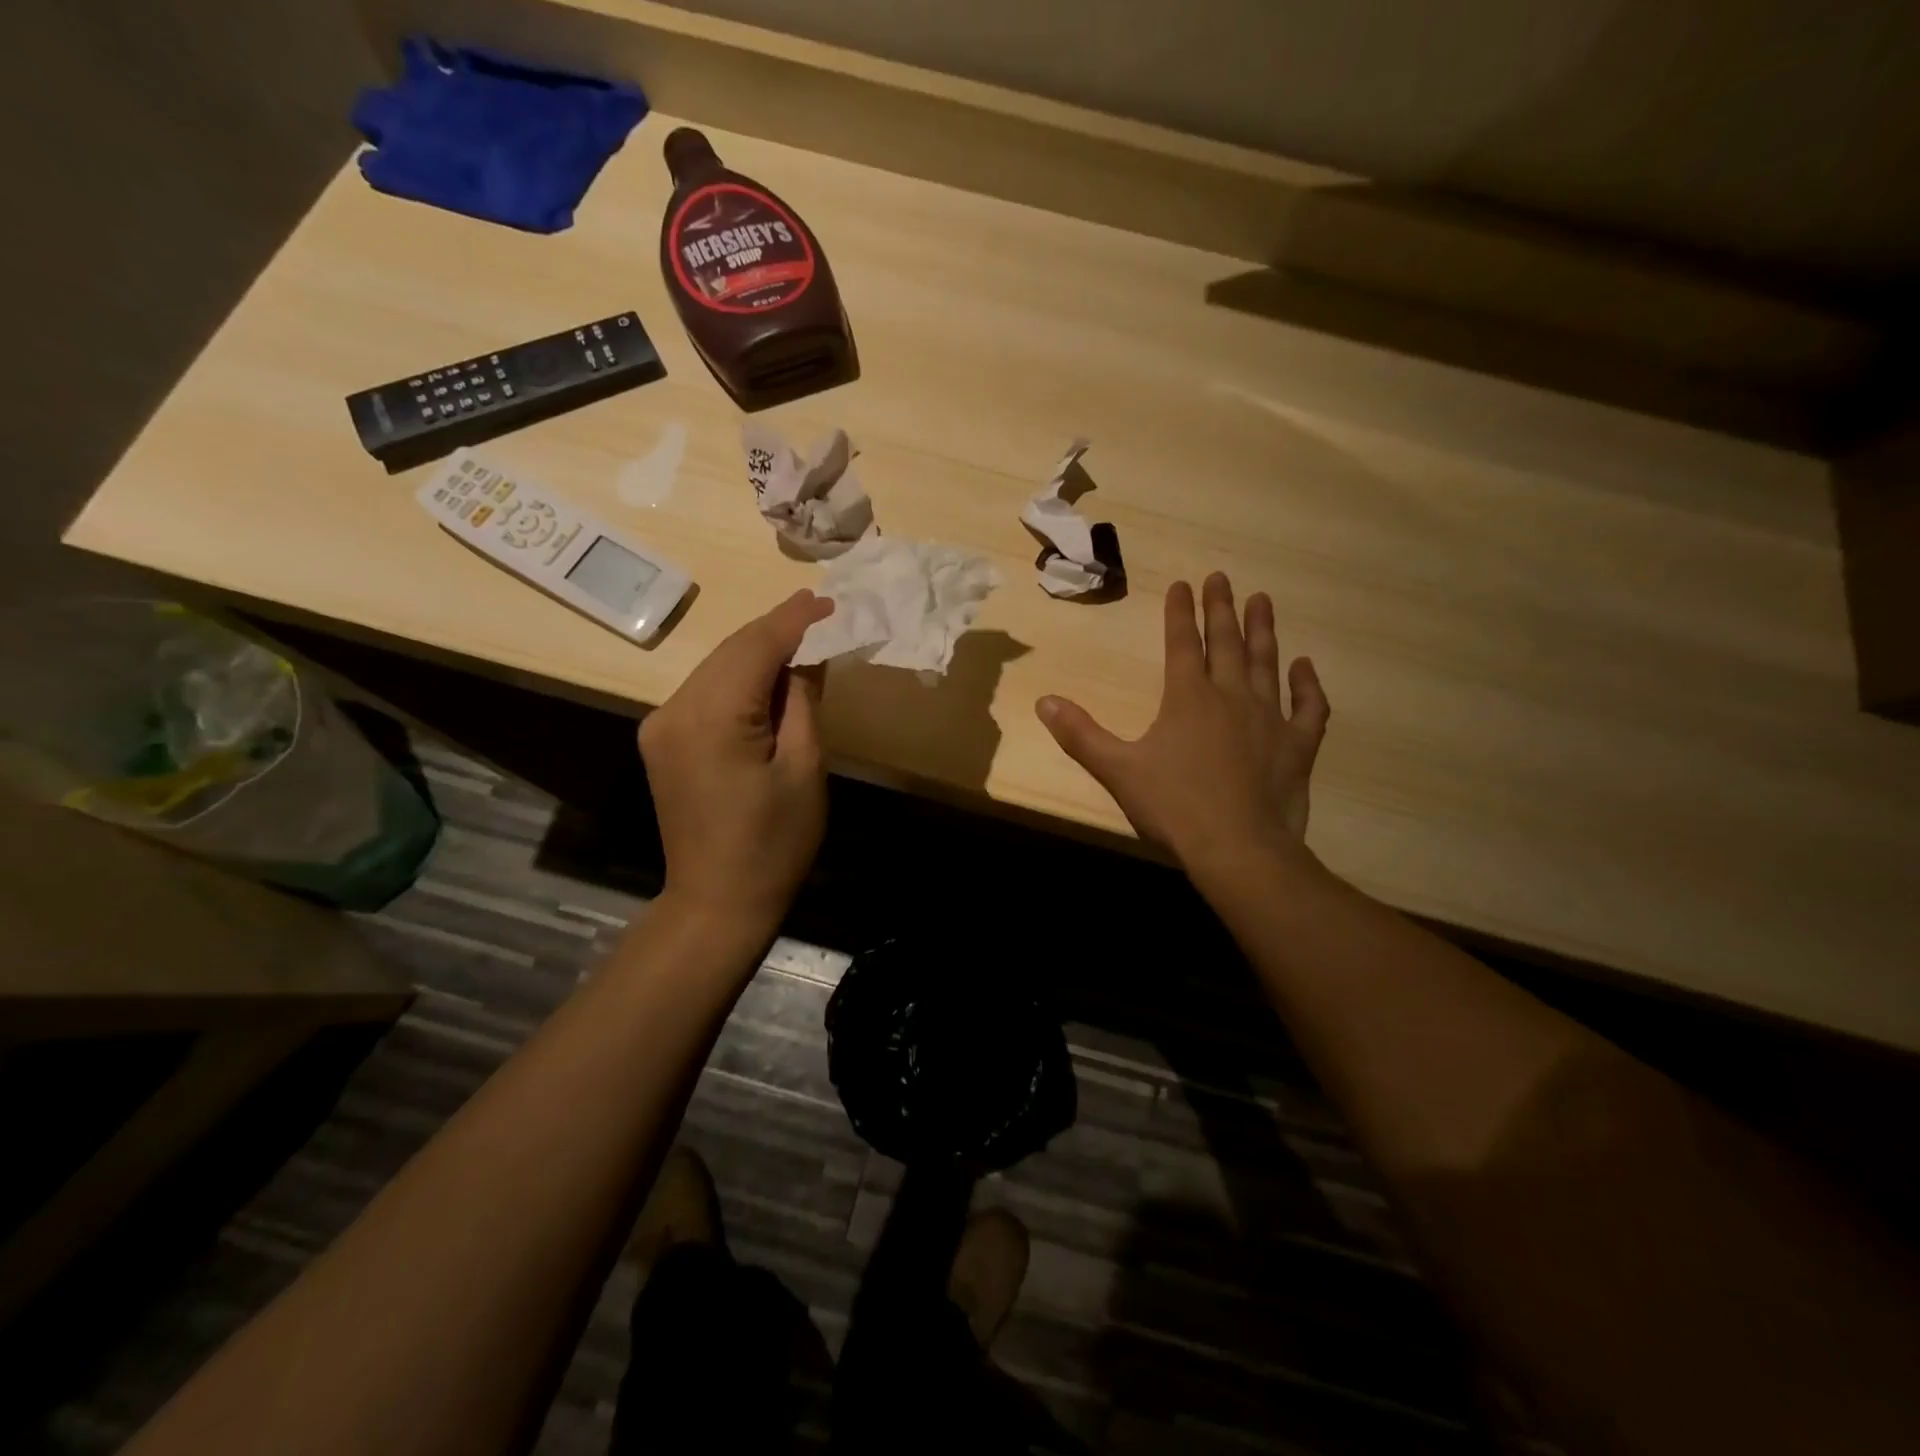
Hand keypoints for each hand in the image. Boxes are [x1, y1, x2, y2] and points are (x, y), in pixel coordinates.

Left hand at [639, 590, 834, 936]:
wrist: (717, 902)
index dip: (794, 620)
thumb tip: (809, 655)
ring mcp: (661, 725)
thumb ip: (803, 701)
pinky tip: (769, 680)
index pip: (755, 647)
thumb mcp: (804, 768)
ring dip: (758, 653)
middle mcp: (674, 710)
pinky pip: (706, 692)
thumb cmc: (774, 843)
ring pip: (716, 668)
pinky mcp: (662, 740)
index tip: (829, 600)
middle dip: (777, 630)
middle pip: (730, 651)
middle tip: (821, 613)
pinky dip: (739, 679)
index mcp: (712, 718)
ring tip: (804, 641)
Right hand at [1036, 573, 1328, 878]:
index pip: (1182, 643)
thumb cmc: (1174, 806)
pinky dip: (1308, 686)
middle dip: (1222, 608)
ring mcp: (1270, 719)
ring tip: (1263, 600)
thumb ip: (1080, 734)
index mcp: (1188, 698)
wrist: (1237, 848)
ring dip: (1263, 631)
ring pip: (1267, 663)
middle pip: (1226, 642)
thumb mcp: (1117, 770)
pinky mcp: (1298, 747)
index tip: (1182, 583)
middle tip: (1222, 577)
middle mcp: (1231, 697)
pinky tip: (1306, 667)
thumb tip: (1044, 702)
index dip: (1179, 612)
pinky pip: (1309, 708)